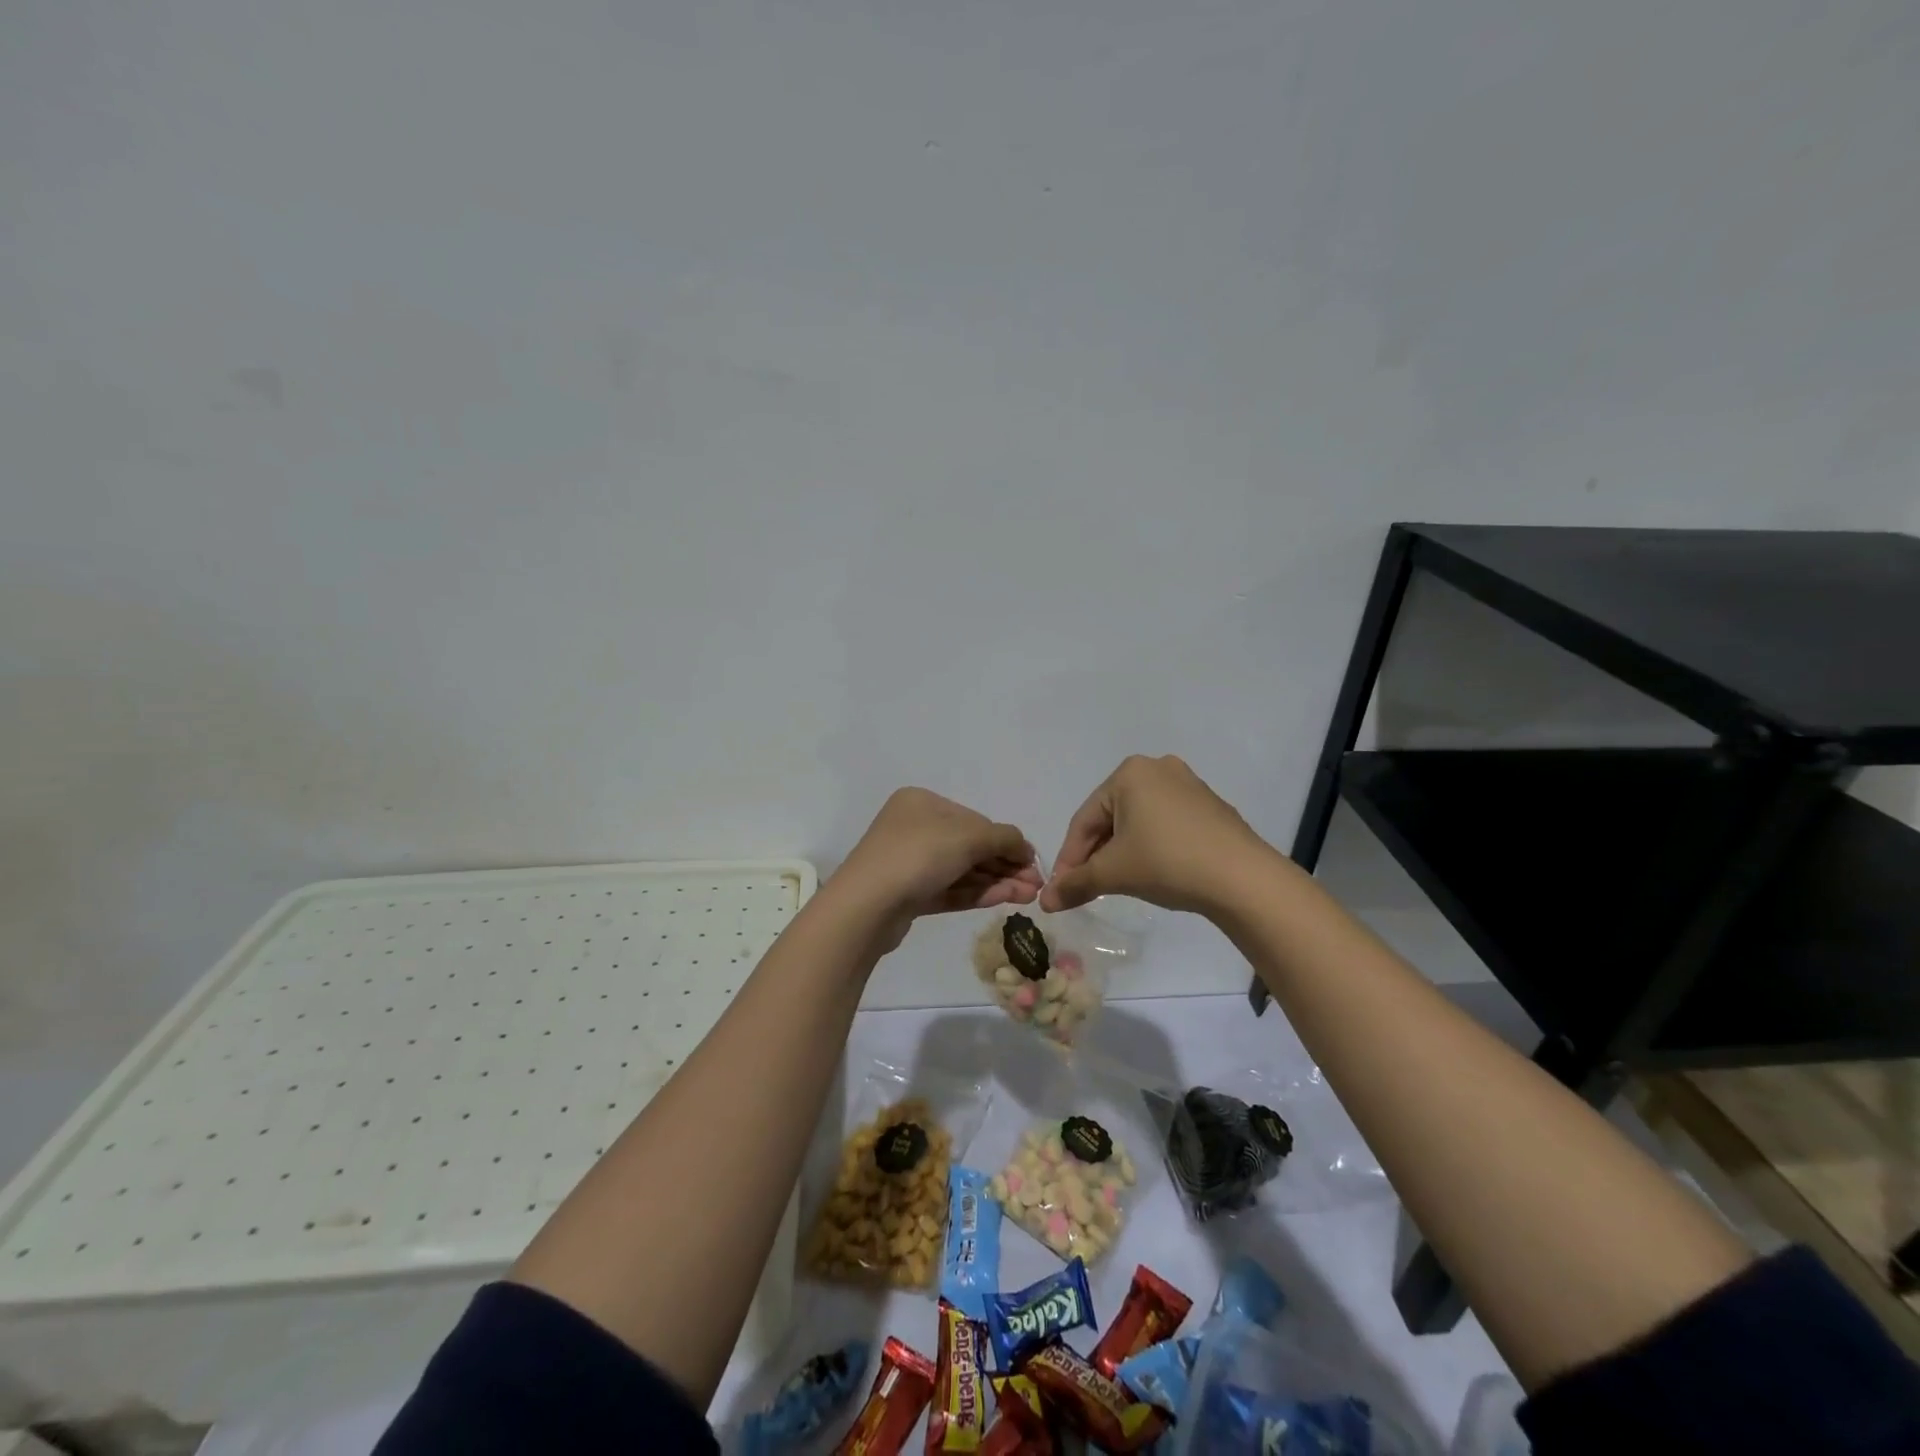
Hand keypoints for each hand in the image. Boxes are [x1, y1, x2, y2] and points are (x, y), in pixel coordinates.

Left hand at [830, 788, 1041, 947]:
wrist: (866, 907)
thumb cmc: (917, 856)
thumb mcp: (968, 837)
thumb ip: (1003, 838)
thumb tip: (1025, 847)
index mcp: (922, 803)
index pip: (974, 820)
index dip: (1006, 841)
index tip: (1032, 862)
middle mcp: (914, 827)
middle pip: (970, 846)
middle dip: (1005, 865)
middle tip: (1036, 886)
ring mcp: (909, 862)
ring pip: (962, 870)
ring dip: (997, 881)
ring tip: (1029, 897)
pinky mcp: (909, 894)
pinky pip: (949, 888)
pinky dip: (977, 893)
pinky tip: (1005, 899)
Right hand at [1040, 755, 1276, 915]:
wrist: (1243, 879)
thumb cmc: (1167, 862)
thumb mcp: (1114, 873)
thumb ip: (1075, 884)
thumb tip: (1044, 901)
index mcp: (1129, 773)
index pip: (1084, 820)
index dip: (1068, 858)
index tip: (1059, 890)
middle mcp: (1157, 768)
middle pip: (1110, 817)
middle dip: (1095, 854)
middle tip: (1086, 888)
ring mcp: (1188, 785)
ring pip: (1138, 822)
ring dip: (1121, 852)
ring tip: (1116, 883)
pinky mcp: (1210, 807)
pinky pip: (1165, 825)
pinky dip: (1150, 847)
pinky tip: (1152, 872)